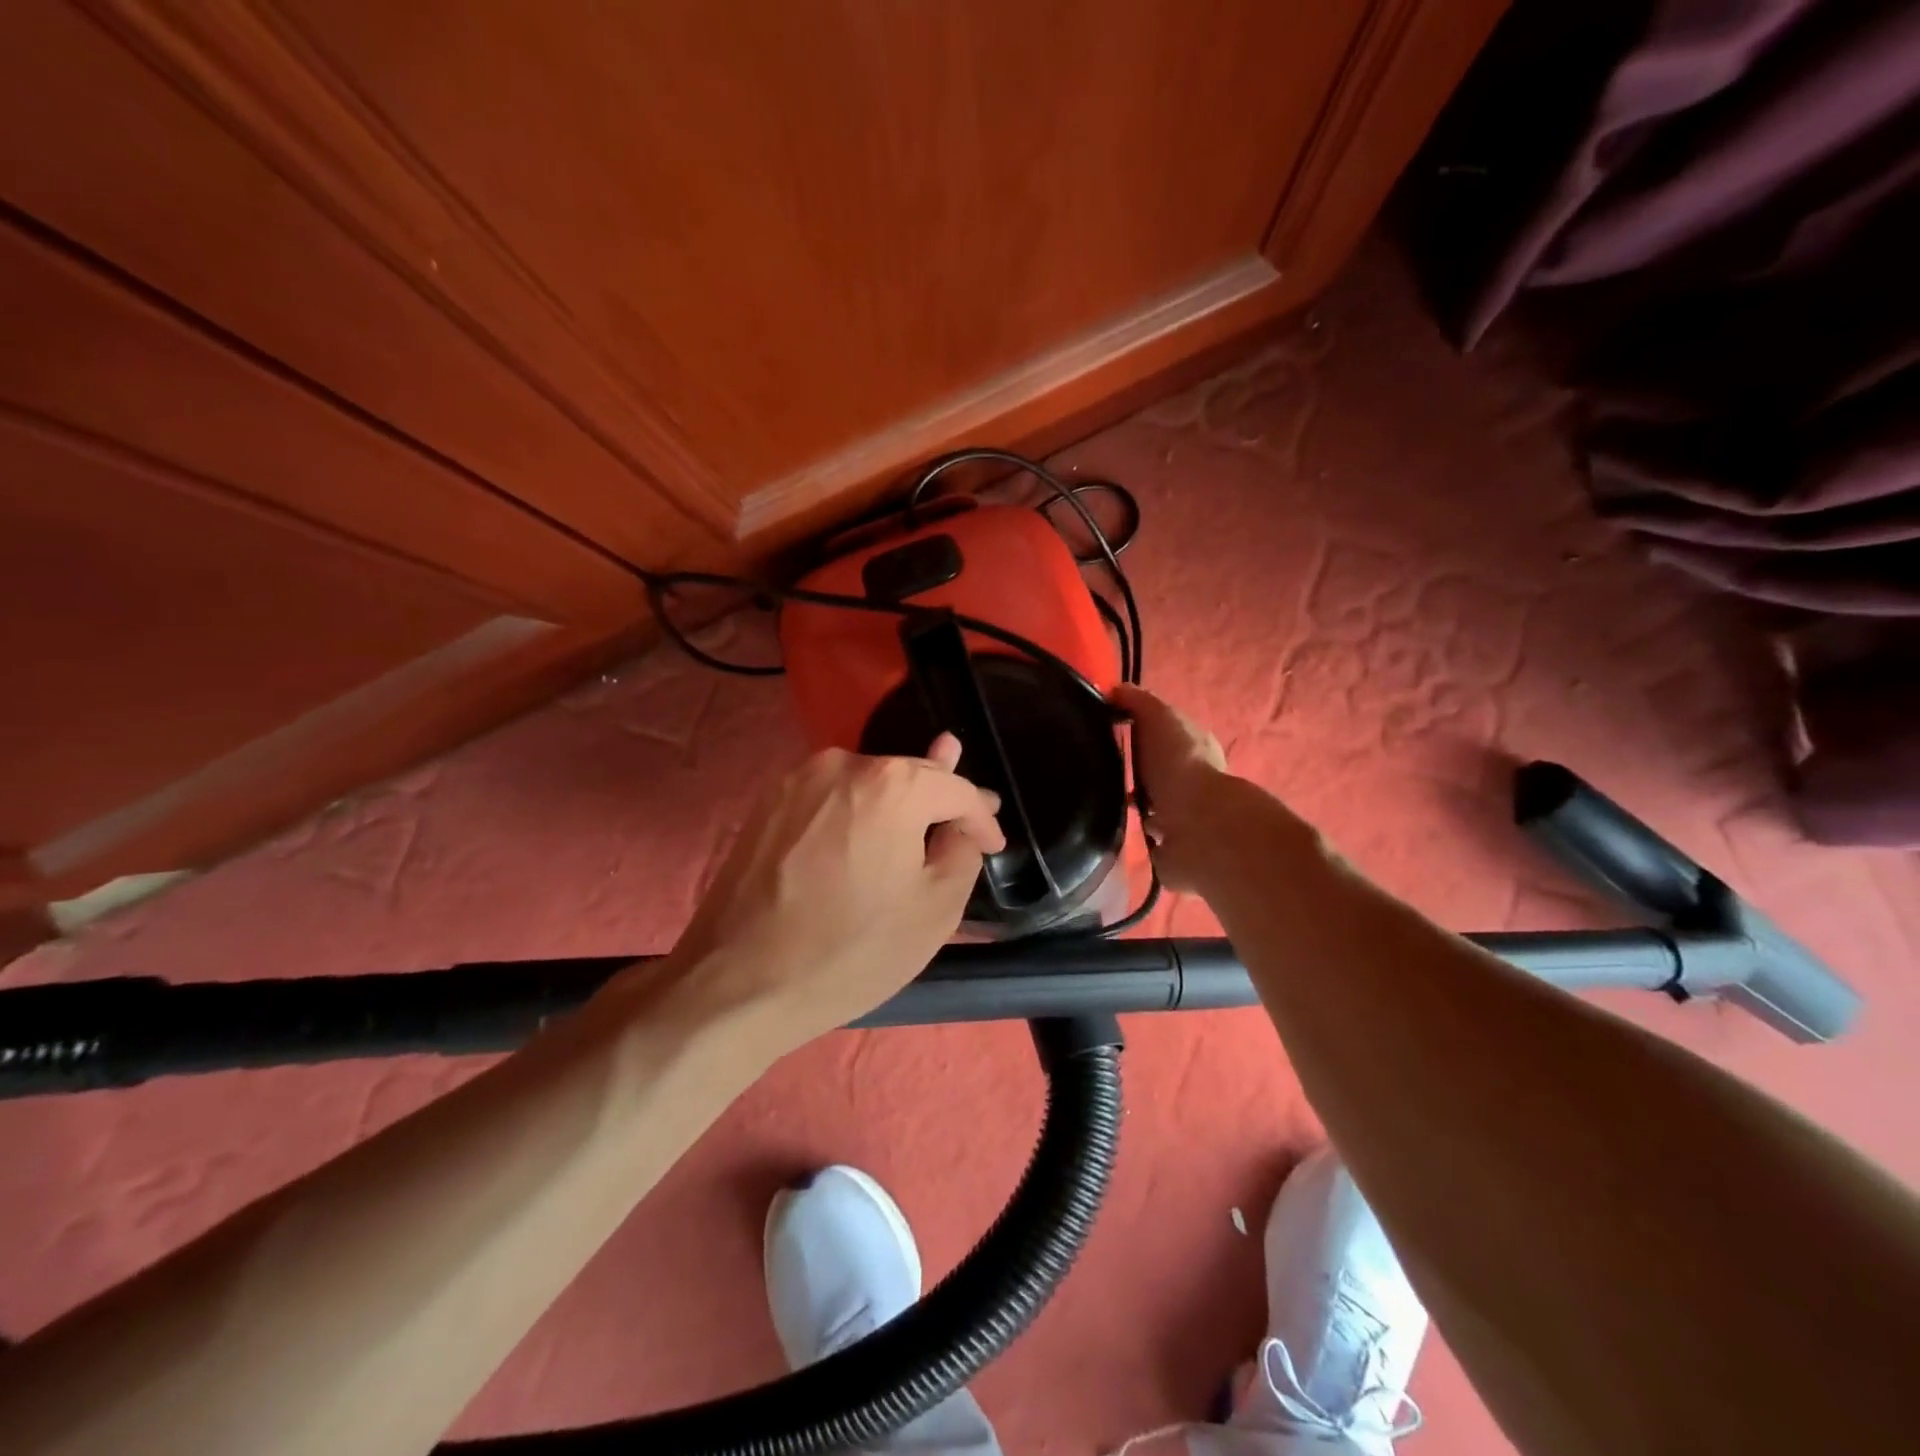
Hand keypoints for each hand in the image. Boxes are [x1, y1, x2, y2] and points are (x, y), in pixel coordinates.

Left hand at [668, 734, 1004, 1052]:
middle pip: (910, 775)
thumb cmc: (850, 951)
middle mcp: (843, 764)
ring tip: (923, 814)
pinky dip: (857, 810)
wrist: (739, 983)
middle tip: (969, 817)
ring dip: (898, 801)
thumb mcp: (934, 910)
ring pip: (868, 782)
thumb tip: (959, 827)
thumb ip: (961, 852)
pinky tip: (868, 827)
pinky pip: (832, 798)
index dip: (981, 817)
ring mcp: (799, 779)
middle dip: (942, 799)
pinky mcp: (768, 803)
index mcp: (892, 784)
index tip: (994, 845)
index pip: (955, 789)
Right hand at [1110, 684, 1228, 891]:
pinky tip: (1112, 830)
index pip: (1166, 735)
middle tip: (1098, 770)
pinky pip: (1148, 839)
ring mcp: (1185, 819)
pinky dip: (1134, 835)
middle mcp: (1194, 783)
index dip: (1139, 731)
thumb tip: (1114, 690)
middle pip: (1159, 772)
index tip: (1106, 732)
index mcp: (1195, 748)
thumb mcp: (1158, 716)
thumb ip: (1138, 701)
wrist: (1197, 826)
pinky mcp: (1173, 850)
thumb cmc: (1179, 764)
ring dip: (1134, 806)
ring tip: (1099, 802)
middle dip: (1135, 771)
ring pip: (1154, 807)